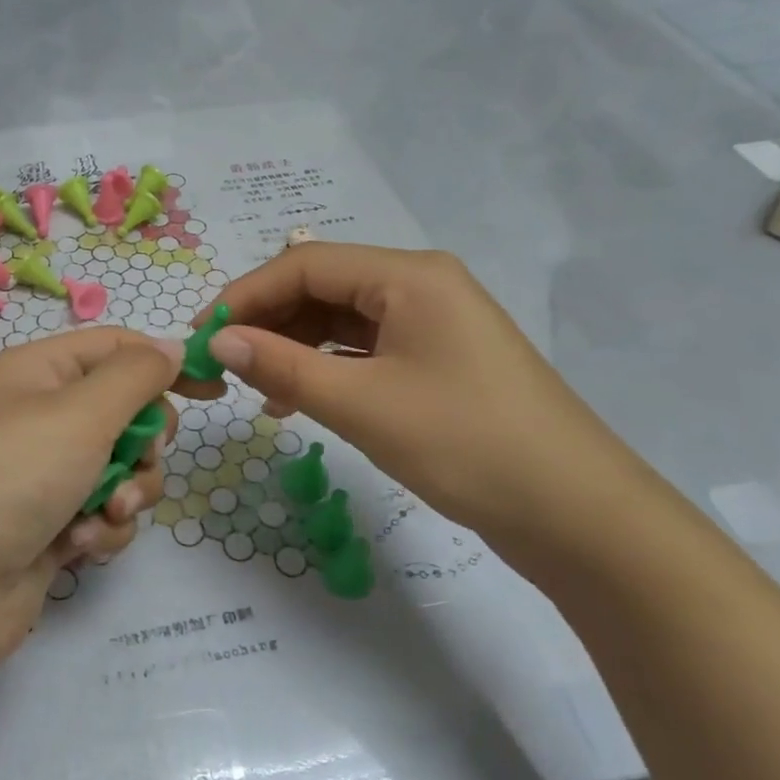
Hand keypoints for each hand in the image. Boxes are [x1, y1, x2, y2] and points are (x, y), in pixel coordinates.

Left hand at [0, 327, 182, 673]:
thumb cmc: (12, 476)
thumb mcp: (80, 412)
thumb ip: (137, 375)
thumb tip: (172, 345)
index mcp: (39, 372)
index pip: (116, 349)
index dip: (166, 364)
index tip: (214, 392)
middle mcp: (40, 417)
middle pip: (126, 413)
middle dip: (145, 443)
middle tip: (139, 458)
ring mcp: (43, 475)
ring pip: (123, 470)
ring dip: (127, 493)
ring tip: (103, 514)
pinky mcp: (49, 527)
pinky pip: (102, 515)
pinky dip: (101, 531)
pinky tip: (77, 548)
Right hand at [177, 244, 647, 571]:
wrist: (576, 514)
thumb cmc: (465, 445)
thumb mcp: (363, 405)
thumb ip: (283, 366)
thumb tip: (218, 340)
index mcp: (408, 276)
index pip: (304, 264)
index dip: (245, 296)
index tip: (202, 336)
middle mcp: (420, 285)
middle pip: (322, 287)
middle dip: (268, 320)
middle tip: (224, 364)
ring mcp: (432, 323)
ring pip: (342, 320)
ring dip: (294, 346)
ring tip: (255, 387)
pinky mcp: (437, 360)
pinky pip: (365, 350)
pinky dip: (326, 368)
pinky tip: (298, 398)